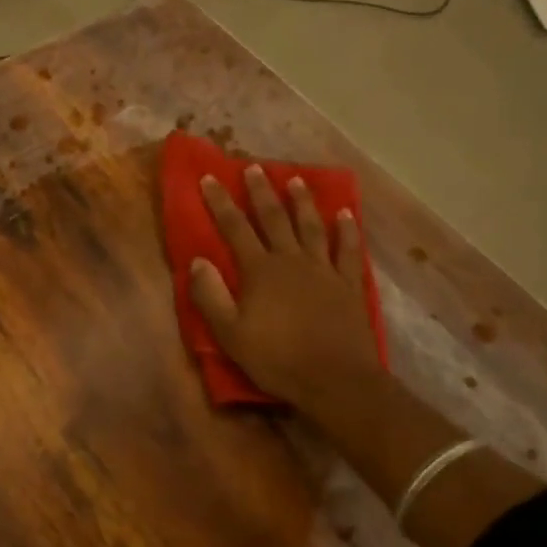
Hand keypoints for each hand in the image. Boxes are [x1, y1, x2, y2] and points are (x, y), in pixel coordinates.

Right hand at [190, 168, 379, 417]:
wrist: (335, 380)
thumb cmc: (277, 359)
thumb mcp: (230, 333)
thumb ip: (211, 295)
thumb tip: (198, 261)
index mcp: (260, 271)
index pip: (234, 228)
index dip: (220, 202)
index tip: (209, 177)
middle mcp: (291, 260)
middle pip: (274, 218)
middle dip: (260, 192)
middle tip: (253, 167)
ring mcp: (324, 270)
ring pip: (311, 226)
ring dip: (302, 202)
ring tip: (295, 180)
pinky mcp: (348, 285)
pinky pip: (348, 250)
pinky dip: (346, 230)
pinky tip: (345, 215)